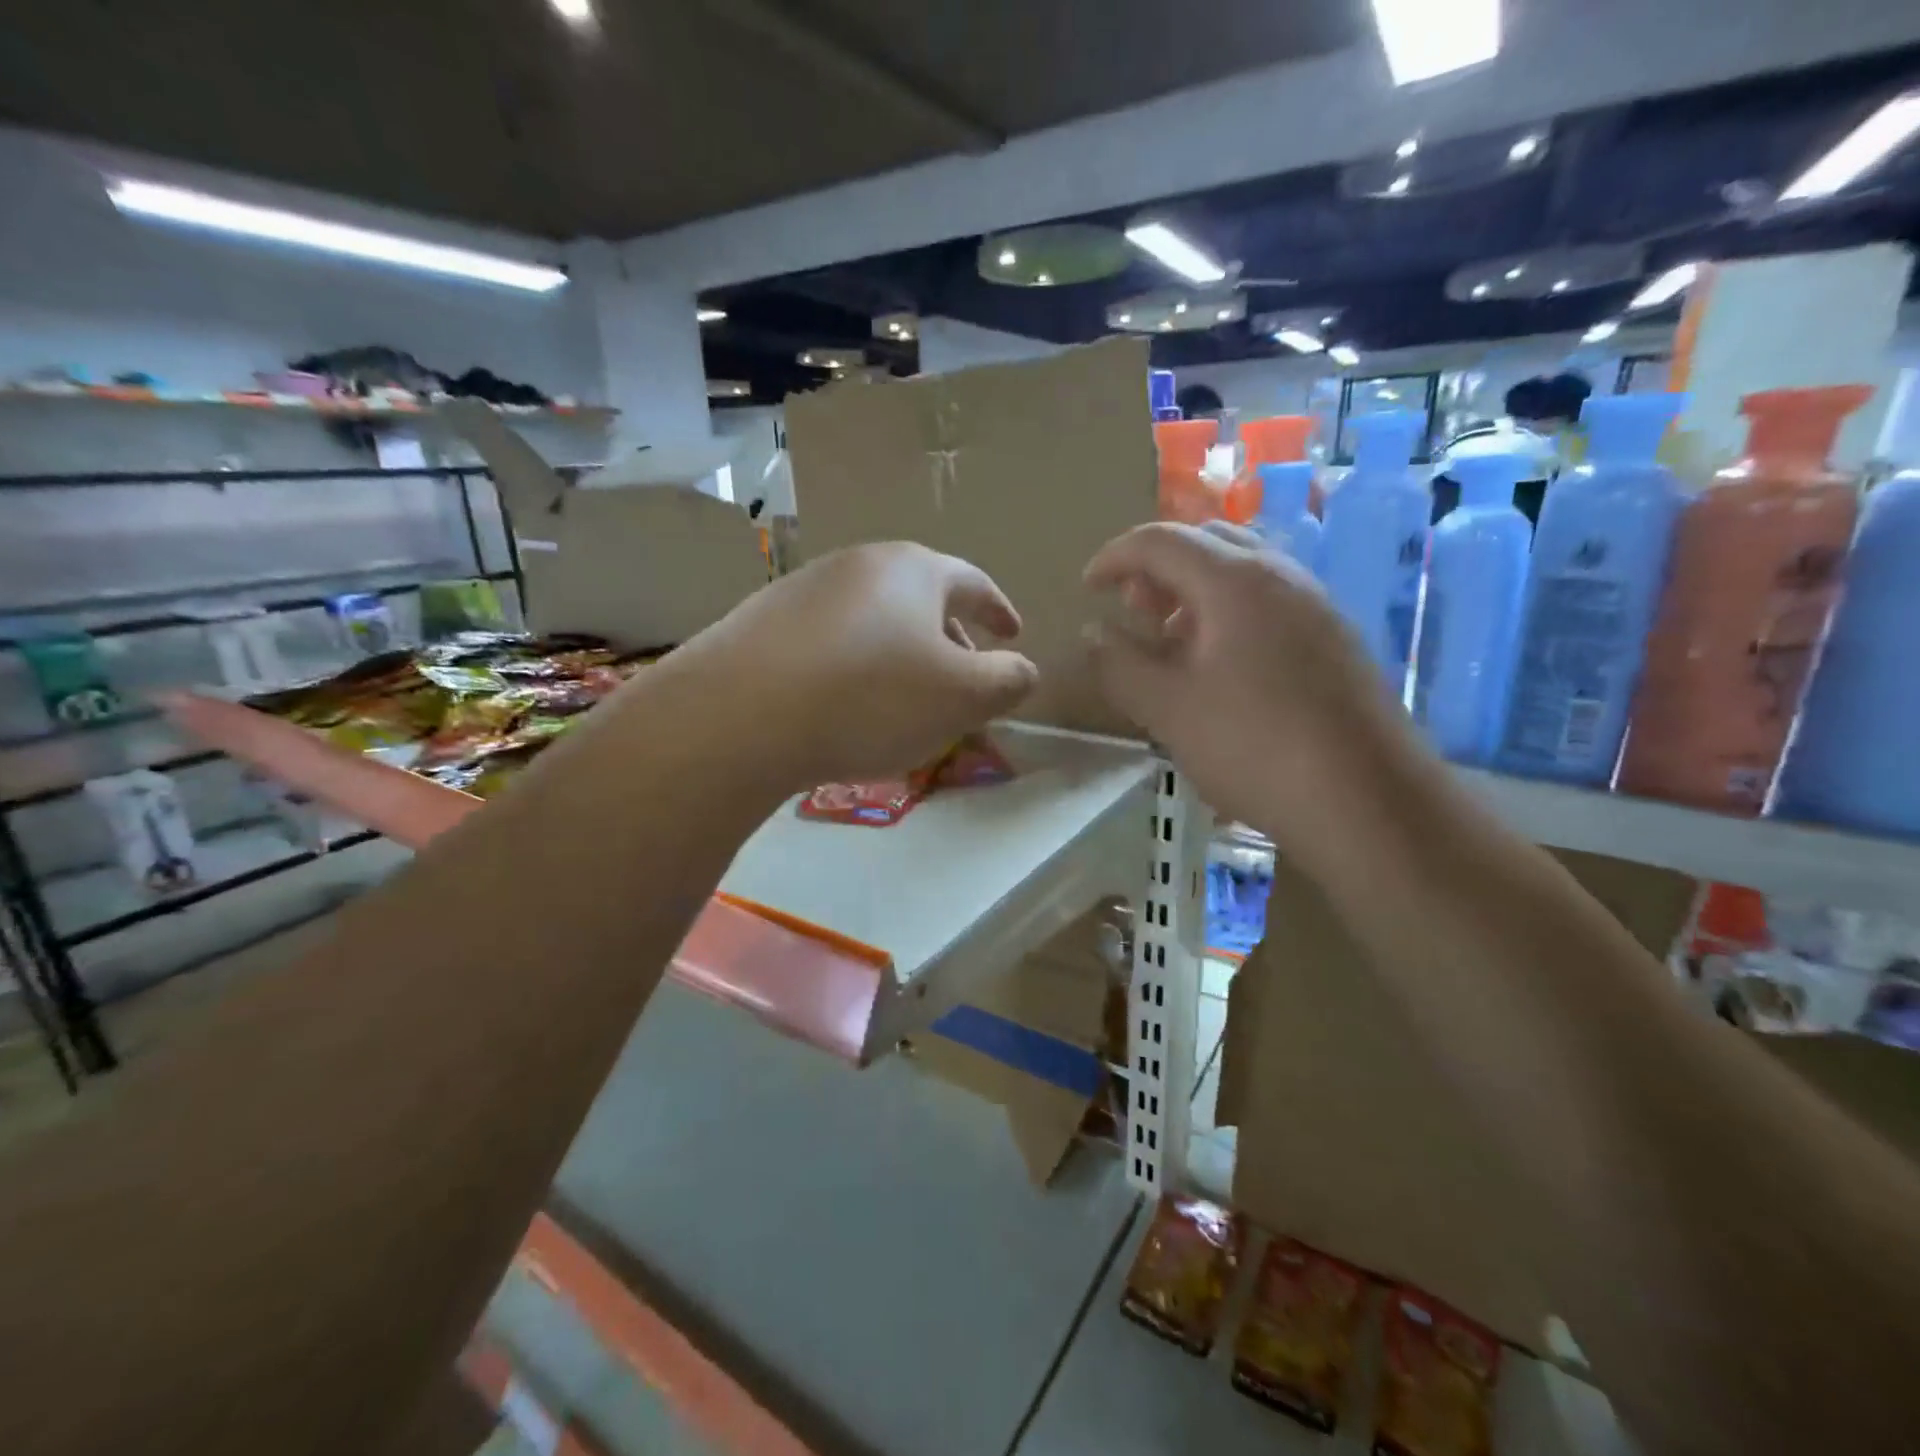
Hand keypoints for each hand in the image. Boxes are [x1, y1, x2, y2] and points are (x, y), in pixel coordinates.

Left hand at [647, 542, 1037, 791]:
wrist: (739, 716)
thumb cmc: (870, 698)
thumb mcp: (963, 697)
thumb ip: (1008, 680)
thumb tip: (1021, 670)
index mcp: (911, 571)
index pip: (971, 583)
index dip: (998, 610)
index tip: (1014, 633)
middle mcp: (856, 567)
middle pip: (918, 599)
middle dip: (948, 638)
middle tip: (962, 678)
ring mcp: (802, 592)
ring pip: (871, 621)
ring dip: (898, 655)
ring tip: (904, 700)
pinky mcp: (760, 626)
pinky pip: (828, 643)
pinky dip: (853, 668)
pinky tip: (844, 707)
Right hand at [1084, 522, 1422, 841]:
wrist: (1367, 799)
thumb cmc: (1254, 746)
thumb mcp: (1166, 708)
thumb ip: (1119, 664)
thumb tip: (1095, 632)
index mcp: (1234, 581)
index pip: (1161, 541)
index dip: (1114, 557)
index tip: (1087, 588)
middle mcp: (1281, 575)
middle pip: (1207, 541)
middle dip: (1159, 568)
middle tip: (1133, 611)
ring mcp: (1317, 605)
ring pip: (1243, 570)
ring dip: (1195, 590)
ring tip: (1171, 640)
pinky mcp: (1336, 639)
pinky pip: (1270, 601)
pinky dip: (1229, 612)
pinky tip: (1220, 666)